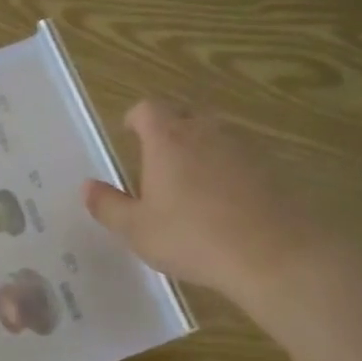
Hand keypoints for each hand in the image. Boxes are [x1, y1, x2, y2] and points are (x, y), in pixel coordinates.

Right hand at [84, 99, 333, 299]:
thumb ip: (108, 206)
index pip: (147, 108)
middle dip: (169, 130)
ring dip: (202, 148)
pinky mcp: (273, 165)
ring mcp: (244, 145)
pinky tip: (228, 200)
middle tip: (158, 159)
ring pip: (216, 134)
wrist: (274, 252)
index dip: (136, 118)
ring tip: (192, 181)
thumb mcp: (138, 230)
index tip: (130, 134)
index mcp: (168, 138)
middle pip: (184, 114)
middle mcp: (206, 130)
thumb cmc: (193, 237)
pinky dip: (230, 168)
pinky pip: (242, 156)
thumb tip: (87, 187)